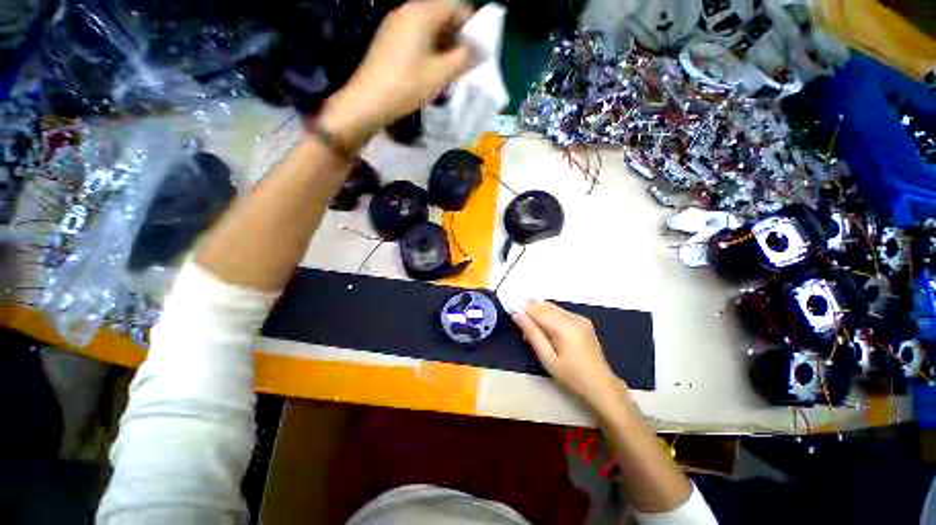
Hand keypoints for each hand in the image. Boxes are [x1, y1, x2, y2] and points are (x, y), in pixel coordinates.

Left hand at [321, 0, 474, 148]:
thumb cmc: (407, 86)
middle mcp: (407, 10)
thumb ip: (463, 59)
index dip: (470, 25)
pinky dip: (428, 47)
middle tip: (463, 62)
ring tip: (448, 69)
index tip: (475, 50)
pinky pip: (415, 35)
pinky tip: (430, 69)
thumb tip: (481, 50)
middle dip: (456, 36)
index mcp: (422, 13)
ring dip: (443, 44)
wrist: (369, 101)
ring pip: (428, 26)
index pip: (455, 5)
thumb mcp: (440, 74)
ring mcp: (395, 23)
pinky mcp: (388, 38)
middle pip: (441, 13)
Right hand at [512, 301, 628, 410]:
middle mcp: (574, 317)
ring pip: (553, 308)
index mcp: (565, 326)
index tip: (512, 314)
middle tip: (523, 329)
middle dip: (531, 312)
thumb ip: (532, 332)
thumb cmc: (571, 376)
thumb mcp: (547, 357)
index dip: (523, 309)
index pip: (538, 309)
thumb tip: (516, 314)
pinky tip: (548, 332)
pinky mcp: (583, 321)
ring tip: (534, 332)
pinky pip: (561, 313)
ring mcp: (580, 318)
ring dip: (540, 314)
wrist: (601, 387)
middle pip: (545, 305)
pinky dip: (550, 317)